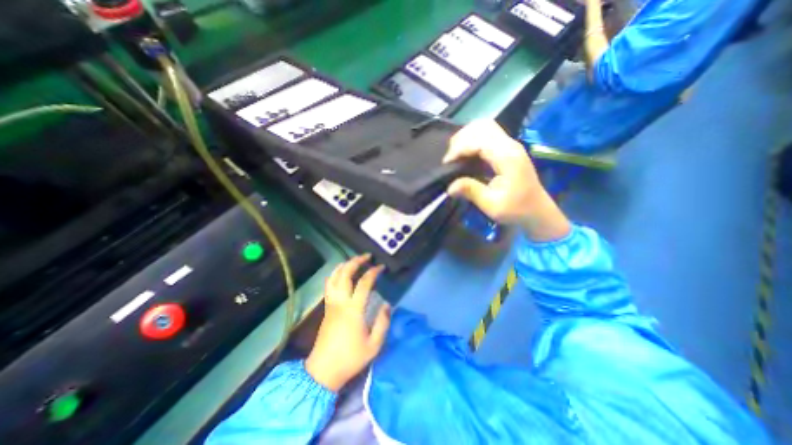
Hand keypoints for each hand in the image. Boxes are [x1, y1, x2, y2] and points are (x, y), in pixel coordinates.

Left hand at [303, 256, 389, 390]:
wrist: (323, 371)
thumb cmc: (350, 358)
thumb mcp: (374, 345)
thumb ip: (383, 323)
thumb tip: (387, 304)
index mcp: (353, 310)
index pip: (364, 283)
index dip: (373, 272)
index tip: (381, 267)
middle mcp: (340, 302)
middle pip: (345, 274)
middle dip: (356, 261)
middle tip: (366, 256)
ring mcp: (331, 303)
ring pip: (334, 277)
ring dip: (344, 265)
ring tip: (354, 260)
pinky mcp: (326, 308)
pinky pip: (329, 284)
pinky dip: (335, 274)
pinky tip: (341, 273)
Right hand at [445, 119, 569, 240]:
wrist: (537, 211)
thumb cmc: (517, 210)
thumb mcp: (492, 205)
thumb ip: (471, 191)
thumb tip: (449, 187)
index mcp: (507, 157)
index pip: (478, 140)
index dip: (459, 149)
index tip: (447, 164)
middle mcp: (510, 145)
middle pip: (482, 126)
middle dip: (461, 139)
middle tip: (451, 159)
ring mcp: (510, 145)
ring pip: (484, 127)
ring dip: (466, 137)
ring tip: (456, 155)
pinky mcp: (508, 149)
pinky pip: (487, 134)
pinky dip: (473, 140)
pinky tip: (466, 154)